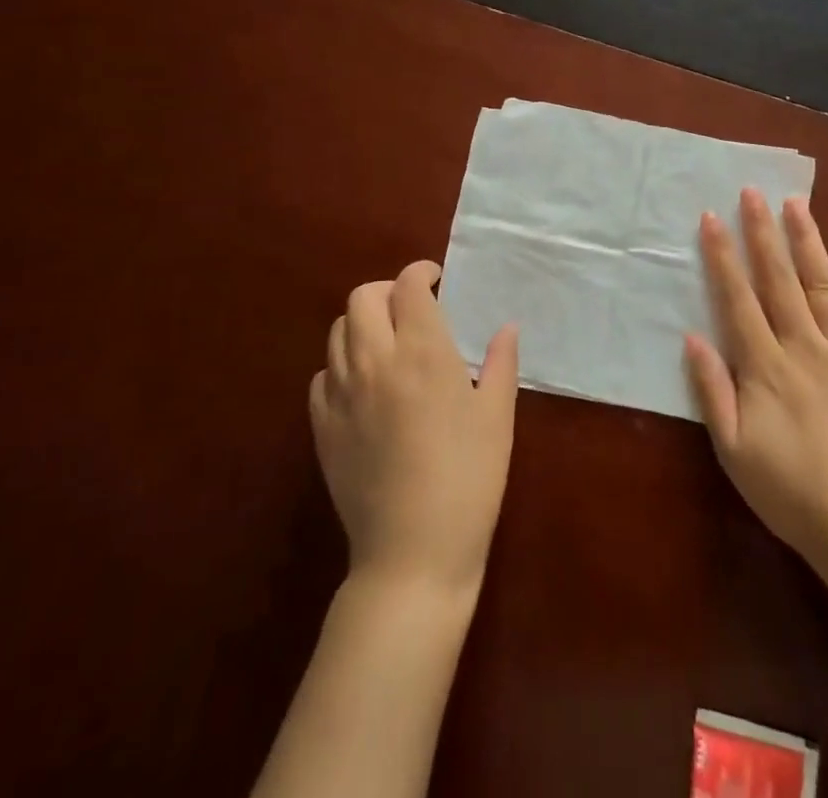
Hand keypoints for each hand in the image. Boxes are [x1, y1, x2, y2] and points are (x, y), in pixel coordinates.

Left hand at [310, 261, 518, 596]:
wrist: (412, 554)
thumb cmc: (468, 479)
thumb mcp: (497, 417)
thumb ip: (501, 363)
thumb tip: (506, 327)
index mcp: (423, 352)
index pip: (409, 286)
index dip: (421, 272)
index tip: (437, 280)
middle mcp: (375, 361)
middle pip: (363, 298)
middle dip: (387, 291)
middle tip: (412, 309)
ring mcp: (342, 394)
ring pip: (337, 331)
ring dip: (362, 324)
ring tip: (387, 344)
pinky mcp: (322, 427)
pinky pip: (322, 375)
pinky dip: (341, 365)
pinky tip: (363, 386)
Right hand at [685, 189, 827, 577]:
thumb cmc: (789, 492)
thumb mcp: (733, 450)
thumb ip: (712, 390)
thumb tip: (692, 336)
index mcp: (766, 367)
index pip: (738, 299)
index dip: (723, 257)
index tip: (711, 218)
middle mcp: (806, 347)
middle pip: (779, 281)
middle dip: (762, 234)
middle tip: (752, 192)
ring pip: (826, 288)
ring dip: (810, 243)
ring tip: (798, 205)